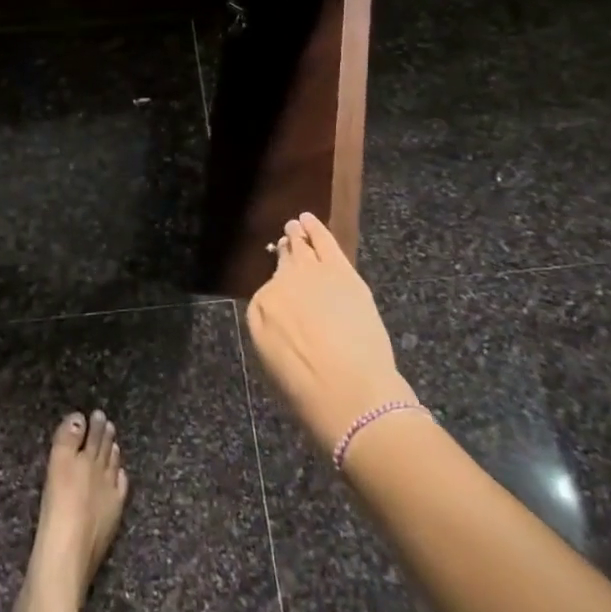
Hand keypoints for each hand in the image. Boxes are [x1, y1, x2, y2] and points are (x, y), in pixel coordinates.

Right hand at [245, 213, 411, 452]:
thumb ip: (273, 333)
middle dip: (286, 251)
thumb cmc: (309, 392)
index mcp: (260, 309)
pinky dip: (316, 229)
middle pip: (283, 262)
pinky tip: (309, 219)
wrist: (350, 393)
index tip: (282, 287)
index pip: (267, 292)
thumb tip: (284, 319)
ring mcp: (311, 274)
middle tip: (286, 241)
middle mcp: (280, 284)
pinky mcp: (341, 271)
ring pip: (302, 247)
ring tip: (296, 224)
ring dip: (298, 234)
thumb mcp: (275, 364)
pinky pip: (324, 241)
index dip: (277, 288)